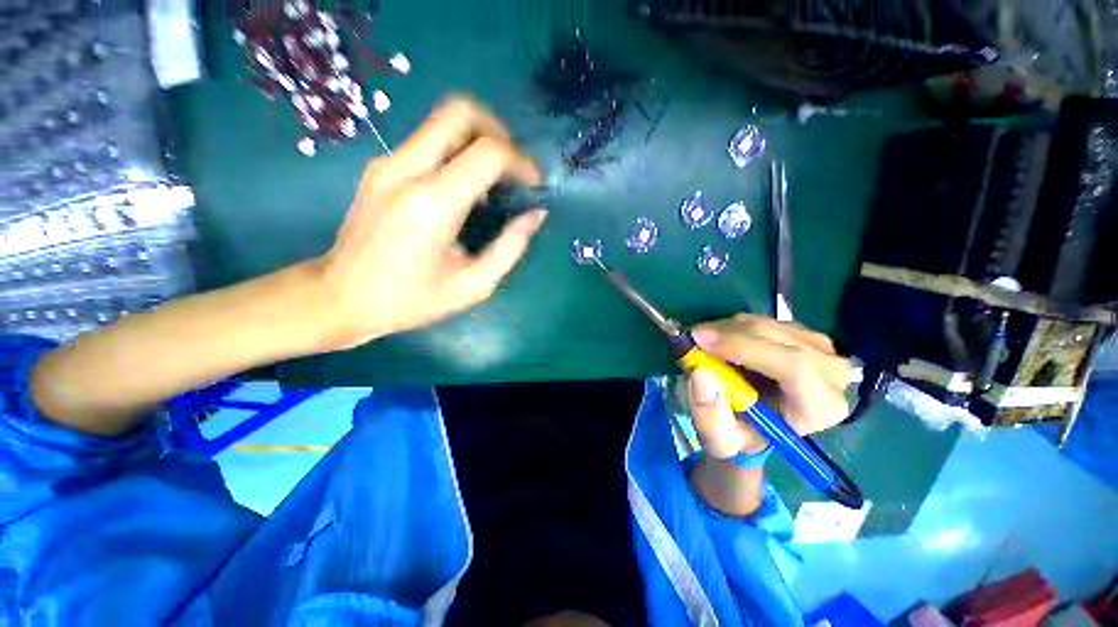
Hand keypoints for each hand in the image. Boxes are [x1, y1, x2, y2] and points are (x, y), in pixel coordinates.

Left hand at [313, 96, 545, 348]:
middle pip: (460, 111)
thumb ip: (510, 247)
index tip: (534, 186)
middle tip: (513, 168)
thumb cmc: (412, 300)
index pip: (488, 152)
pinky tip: (465, 190)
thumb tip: (535, 215)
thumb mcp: (473, 285)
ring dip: (478, 141)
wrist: (341, 298)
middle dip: (499, 132)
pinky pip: (428, 141)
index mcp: (432, 204)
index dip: (521, 162)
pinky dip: (457, 153)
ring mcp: (387, 163)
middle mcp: (406, 169)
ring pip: (442, 121)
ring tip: (495, 181)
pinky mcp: (380, 167)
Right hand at [684, 314, 852, 458]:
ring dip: (727, 330)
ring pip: (766, 324)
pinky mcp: (805, 333)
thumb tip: (701, 374)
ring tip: (704, 346)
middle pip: (776, 337)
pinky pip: (763, 320)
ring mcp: (821, 348)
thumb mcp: (719, 440)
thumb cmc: (742, 435)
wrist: (757, 423)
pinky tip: (721, 342)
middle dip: (727, 334)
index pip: (793, 367)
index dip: (743, 348)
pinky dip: (734, 327)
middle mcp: (832, 373)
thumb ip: (709, 416)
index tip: (700, 342)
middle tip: (692, 339)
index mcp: (820, 407)